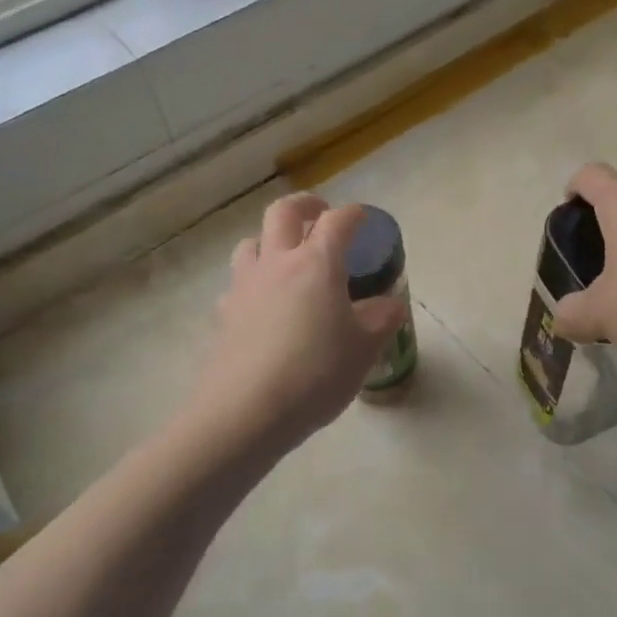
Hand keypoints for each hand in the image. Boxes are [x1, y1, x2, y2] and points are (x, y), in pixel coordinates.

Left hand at [179, 194, 406, 468]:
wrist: (245, 412)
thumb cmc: (315, 374)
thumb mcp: (364, 349)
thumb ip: (382, 320)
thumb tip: (392, 304)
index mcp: (317, 264)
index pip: (338, 221)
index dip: (354, 214)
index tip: (364, 218)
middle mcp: (277, 263)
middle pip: (283, 212)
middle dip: (305, 204)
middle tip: (320, 214)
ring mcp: (245, 286)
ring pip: (251, 242)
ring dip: (270, 239)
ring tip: (286, 256)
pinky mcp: (224, 314)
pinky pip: (238, 283)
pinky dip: (253, 281)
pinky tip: (262, 304)